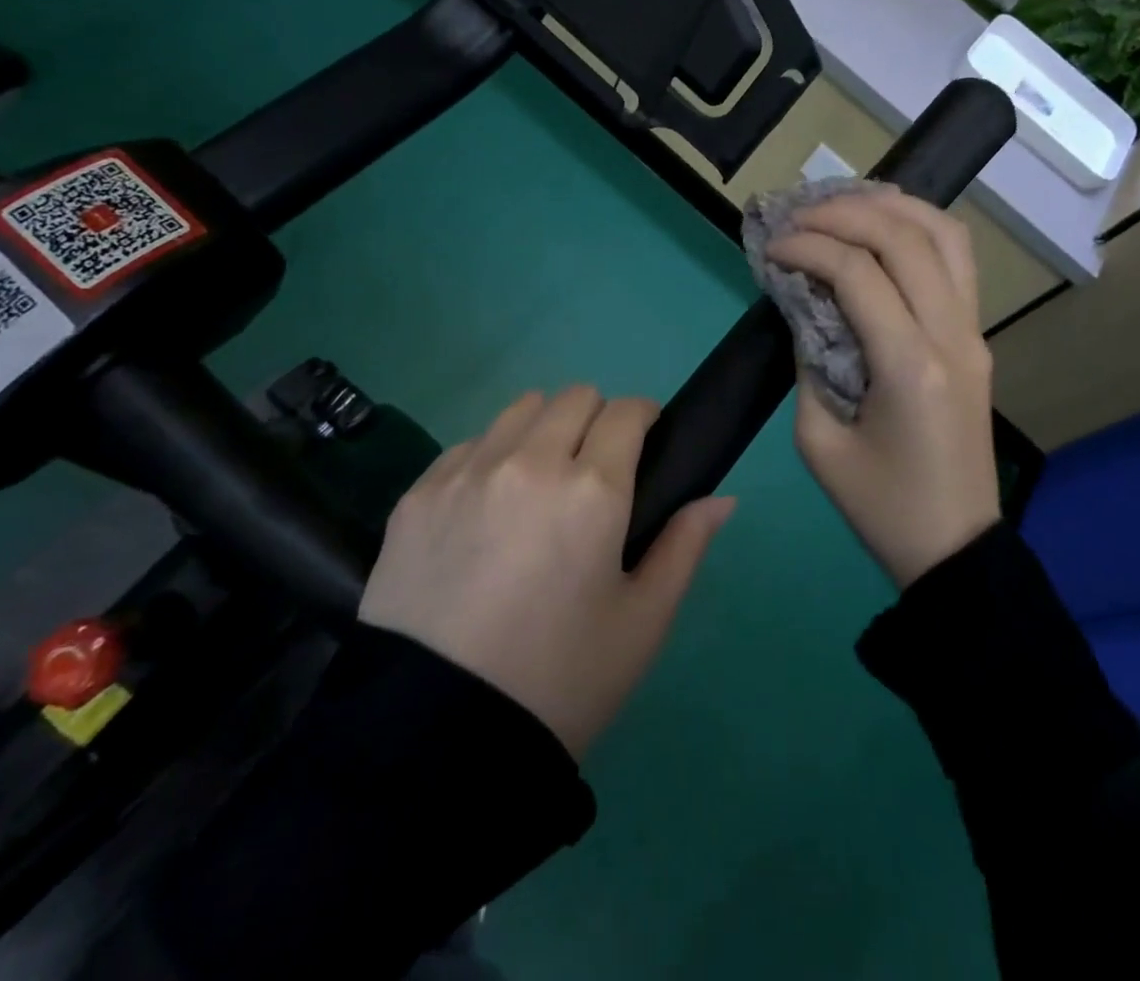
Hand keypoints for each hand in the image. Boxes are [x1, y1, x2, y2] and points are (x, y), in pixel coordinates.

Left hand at [358, 387, 734, 759]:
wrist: (433, 741)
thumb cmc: (559, 682)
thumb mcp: (642, 623)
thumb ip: (685, 546)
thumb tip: (722, 498)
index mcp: (592, 490)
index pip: (627, 411)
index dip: (645, 419)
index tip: (645, 444)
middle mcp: (528, 462)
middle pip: (575, 396)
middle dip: (597, 419)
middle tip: (595, 472)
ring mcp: (466, 472)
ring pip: (520, 409)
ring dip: (544, 429)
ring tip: (540, 483)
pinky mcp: (418, 494)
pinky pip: (469, 445)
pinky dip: (492, 457)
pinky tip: (487, 510)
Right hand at [768, 190, 1000, 587]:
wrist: (956, 547)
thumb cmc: (881, 506)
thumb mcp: (819, 442)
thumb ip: (808, 361)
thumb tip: (804, 303)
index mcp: (910, 366)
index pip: (858, 273)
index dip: (808, 247)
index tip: (770, 248)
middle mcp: (952, 336)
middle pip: (905, 238)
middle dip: (845, 212)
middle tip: (798, 215)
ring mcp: (974, 333)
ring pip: (946, 236)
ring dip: (893, 207)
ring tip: (844, 203)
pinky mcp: (977, 338)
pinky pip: (958, 261)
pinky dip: (919, 229)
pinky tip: (883, 228)